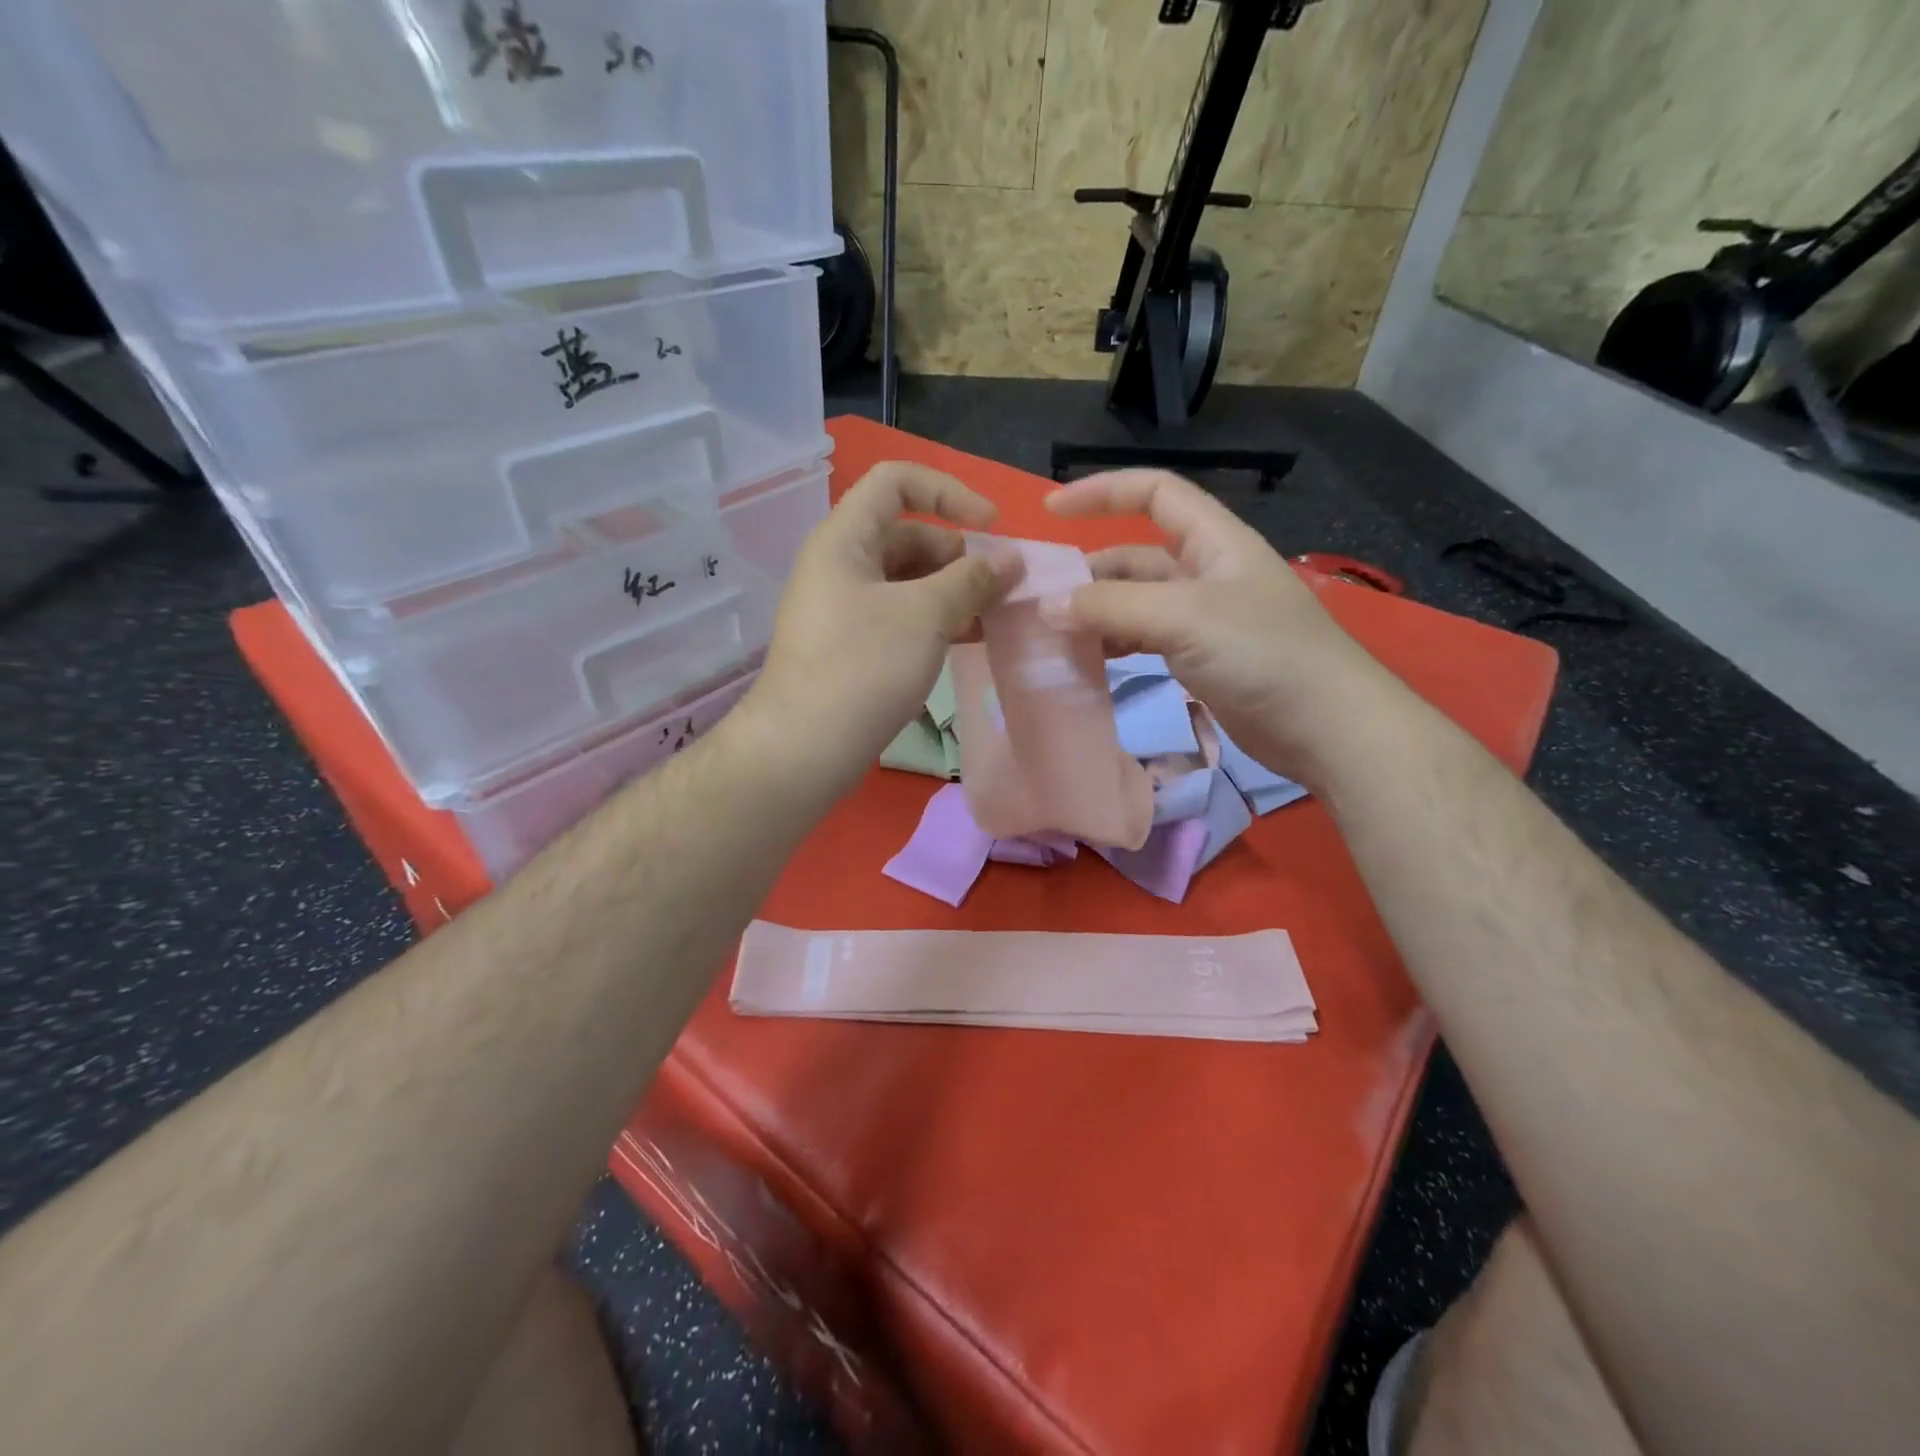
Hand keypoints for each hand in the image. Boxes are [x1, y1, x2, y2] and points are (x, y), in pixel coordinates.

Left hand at [743, 461, 1021, 794]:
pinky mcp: (852, 647)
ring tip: (997, 618)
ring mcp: (844, 608)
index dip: (948, 492)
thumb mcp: (925, 615)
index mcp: (845, 538)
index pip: (896, 481)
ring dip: (954, 592)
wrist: (803, 749)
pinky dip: (936, 621)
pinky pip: (900, 617)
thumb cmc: (863, 667)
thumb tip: (1010, 558)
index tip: (991, 525)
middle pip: (908, 534)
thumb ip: (971, 580)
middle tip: (1004, 587)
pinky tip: (970, 641)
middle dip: (960, 555)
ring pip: (908, 582)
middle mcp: (841, 565)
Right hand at [1044, 469, 1397, 786]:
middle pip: (1135, 556)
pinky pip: (1146, 639)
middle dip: (1088, 572)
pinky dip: (1115, 644)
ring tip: (1053, 635)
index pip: (1154, 493)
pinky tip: (1089, 661)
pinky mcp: (1202, 659)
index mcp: (1214, 541)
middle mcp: (1207, 572)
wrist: (1327, 727)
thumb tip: (1046, 607)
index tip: (1051, 510)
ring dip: (1097, 613)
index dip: (1103, 492)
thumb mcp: (1184, 618)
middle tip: (1038, 600)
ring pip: (1136, 603)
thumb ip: (1113, 607)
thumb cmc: (1263, 655)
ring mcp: (1204, 619)